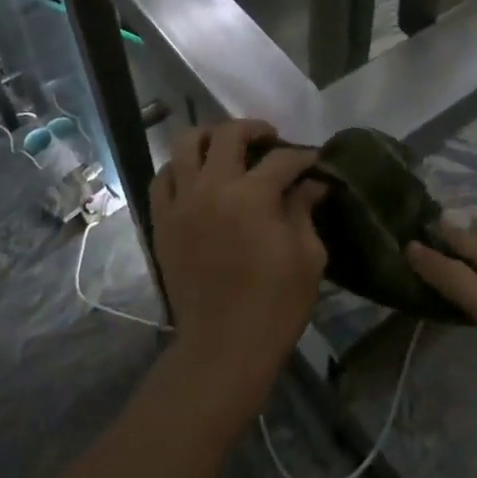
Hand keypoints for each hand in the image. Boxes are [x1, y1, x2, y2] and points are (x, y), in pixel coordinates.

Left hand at [150, 120, 326, 410]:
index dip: (303, 157)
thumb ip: (304, 210)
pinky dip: (179, 167)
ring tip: (228, 147)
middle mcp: (211, 188)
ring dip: (211, 137)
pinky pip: (162, 178)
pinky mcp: (162, 221)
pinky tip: (196, 175)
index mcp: (252, 197)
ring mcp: (181, 203)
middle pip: (229, 135)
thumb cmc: (275, 305)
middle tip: (271, 139)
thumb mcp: (307, 257)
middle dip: (255, 129)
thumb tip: (311, 184)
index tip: (314, 163)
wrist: (223, 348)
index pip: (281, 159)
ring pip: (186, 144)